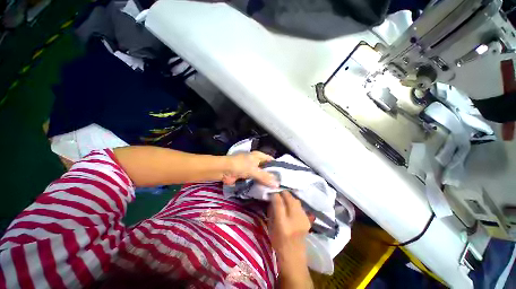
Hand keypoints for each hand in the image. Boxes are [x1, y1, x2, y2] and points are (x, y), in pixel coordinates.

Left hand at [222, 151, 278, 187]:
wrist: (224, 170)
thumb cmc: (240, 165)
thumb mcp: (254, 170)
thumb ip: (265, 177)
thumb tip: (277, 184)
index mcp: (258, 156)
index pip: (271, 160)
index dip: (277, 166)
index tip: (284, 175)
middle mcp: (256, 162)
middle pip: (267, 168)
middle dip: (272, 176)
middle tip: (280, 184)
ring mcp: (251, 169)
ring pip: (261, 175)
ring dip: (266, 181)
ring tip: (275, 189)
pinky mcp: (247, 177)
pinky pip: (255, 180)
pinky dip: (259, 185)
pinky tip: (265, 191)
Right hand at [268, 191, 312, 287]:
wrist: (294, 256)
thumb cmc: (278, 243)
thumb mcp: (270, 227)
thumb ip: (271, 211)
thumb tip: (273, 198)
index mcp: (283, 224)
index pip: (279, 203)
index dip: (275, 195)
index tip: (272, 192)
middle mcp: (295, 220)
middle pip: (290, 199)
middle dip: (283, 193)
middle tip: (279, 192)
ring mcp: (303, 220)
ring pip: (296, 200)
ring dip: (289, 197)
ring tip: (285, 198)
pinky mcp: (308, 220)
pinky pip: (300, 206)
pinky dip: (295, 203)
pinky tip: (291, 206)